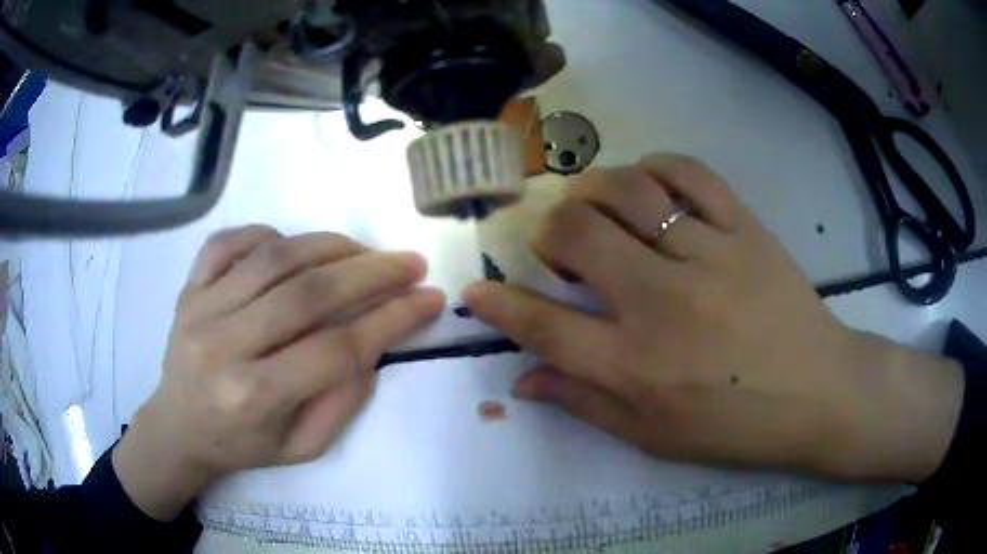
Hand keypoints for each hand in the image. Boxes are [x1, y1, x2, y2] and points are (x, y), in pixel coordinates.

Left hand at [113, 226, 444, 519]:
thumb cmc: (241, 445)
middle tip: (411, 263)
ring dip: (330, 246)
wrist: (178, 428)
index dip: (391, 320)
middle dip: (372, 272)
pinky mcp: (188, 288)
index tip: (429, 299)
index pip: (335, 349)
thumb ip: (342, 401)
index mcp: (254, 397)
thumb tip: (374, 344)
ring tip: (365, 251)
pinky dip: (267, 233)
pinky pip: (229, 242)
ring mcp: (200, 308)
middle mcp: (224, 345)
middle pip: (308, 293)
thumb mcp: (302, 448)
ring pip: (274, 257)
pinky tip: (292, 246)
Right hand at [464, 154, 963, 482]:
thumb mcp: (654, 437)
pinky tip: (651, 184)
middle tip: (559, 244)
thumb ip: (585, 405)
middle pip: (577, 236)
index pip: (543, 325)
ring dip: (594, 191)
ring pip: (627, 191)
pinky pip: (690, 173)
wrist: (818, 394)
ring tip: (598, 208)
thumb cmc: (735, 427)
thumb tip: (522, 382)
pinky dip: (657, 167)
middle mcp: (662, 305)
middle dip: (548, 232)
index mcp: (635, 367)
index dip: (499, 303)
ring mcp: (708, 257)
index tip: (478, 288)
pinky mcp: (745, 229)